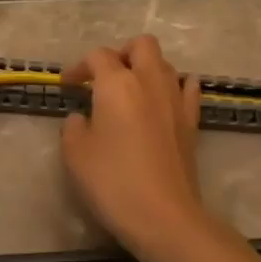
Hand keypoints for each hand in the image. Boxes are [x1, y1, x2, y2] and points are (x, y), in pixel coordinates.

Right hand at [60, 35, 211, 250]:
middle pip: (141, 45)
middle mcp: (150, 81)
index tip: (68, 86)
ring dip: (146, 69)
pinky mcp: (192, 122)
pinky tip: (166, 97)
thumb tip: (82, 118)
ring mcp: (176, 100)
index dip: (79, 67)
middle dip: (121, 53)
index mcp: (117, 84)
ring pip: (165, 64)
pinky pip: (188, 89)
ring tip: (131, 91)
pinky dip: (176, 86)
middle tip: (104, 77)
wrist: (164, 216)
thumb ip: (74, 127)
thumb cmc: (112, 181)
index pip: (98, 57)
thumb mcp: (75, 154)